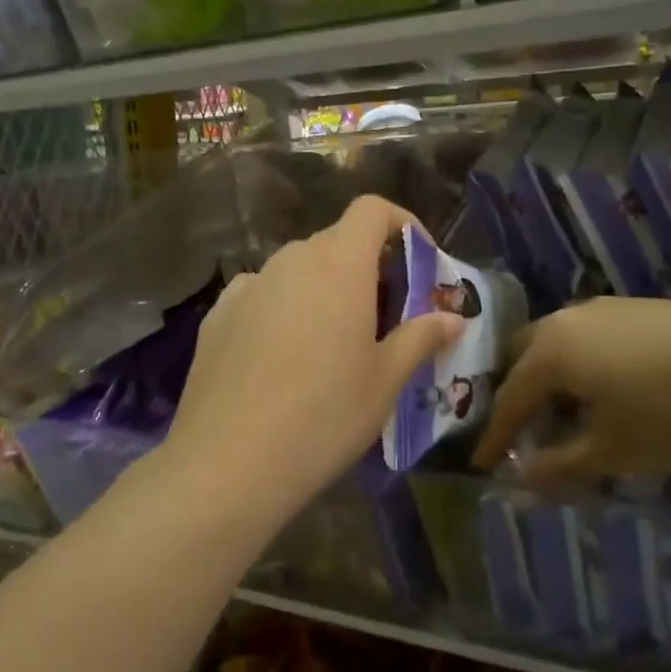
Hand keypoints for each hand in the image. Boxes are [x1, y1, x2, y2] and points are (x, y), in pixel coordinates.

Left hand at [164, 196, 464, 522]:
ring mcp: (247, 286)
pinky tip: (280, 358)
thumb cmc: (324, 416)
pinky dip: (281, 309)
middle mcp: (290, 261)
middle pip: (335, 242)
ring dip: (322, 289)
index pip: (371, 210)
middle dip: (366, 267)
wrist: (229, 462)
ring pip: (296, 270)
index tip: (419, 261)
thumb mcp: (385, 381)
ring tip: (332, 344)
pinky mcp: (217, 316)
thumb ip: (421, 338)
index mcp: (338, 265)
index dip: (401, 224)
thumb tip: (453, 318)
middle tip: (384, 317)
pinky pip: (261, 296)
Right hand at [472, 297, 670, 483]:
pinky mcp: (642, 311)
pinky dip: (584, 371)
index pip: (507, 398)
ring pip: (559, 347)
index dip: (494, 436)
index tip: (480, 465)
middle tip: (524, 435)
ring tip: (570, 421)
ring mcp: (607, 310)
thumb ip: (560, 466)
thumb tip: (519, 478)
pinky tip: (612, 397)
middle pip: (524, 359)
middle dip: (517, 398)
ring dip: (553, 384)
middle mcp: (568, 321)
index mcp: (551, 351)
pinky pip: (590, 342)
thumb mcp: (616, 452)